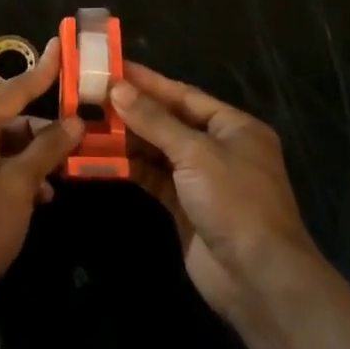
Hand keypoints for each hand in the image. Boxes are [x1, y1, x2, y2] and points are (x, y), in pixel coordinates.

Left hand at [0, 37, 84, 325]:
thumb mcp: (20, 185)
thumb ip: (48, 149)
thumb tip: (75, 121)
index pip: (13, 90)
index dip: (42, 71)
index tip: (62, 46)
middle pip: (12, 121)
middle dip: (46, 129)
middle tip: (83, 134)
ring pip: (8, 149)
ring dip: (37, 158)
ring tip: (67, 172)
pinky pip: (0, 172)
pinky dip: (23, 179)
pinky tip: (44, 198)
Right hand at [112, 62, 318, 319]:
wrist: (259, 280)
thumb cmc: (235, 202)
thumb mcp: (195, 153)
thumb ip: (154, 120)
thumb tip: (117, 88)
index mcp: (234, 127)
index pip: (184, 95)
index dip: (148, 82)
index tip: (112, 68)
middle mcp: (220, 148)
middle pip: (170, 121)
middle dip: (133, 110)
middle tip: (92, 95)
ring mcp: (203, 180)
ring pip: (159, 150)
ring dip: (128, 139)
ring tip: (90, 123)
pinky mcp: (187, 207)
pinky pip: (155, 178)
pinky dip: (132, 168)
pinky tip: (103, 157)